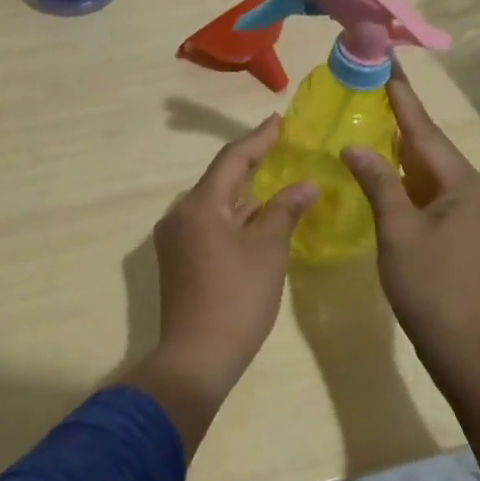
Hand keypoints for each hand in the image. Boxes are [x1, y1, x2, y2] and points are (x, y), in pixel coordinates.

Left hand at [142, 117, 315, 423]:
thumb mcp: (268, 251)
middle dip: (252, 164)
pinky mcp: (177, 259)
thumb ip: (285, 210)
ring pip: (214, 203)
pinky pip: (208, 223)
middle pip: (220, 179)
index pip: (233, 158)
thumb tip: (305, 185)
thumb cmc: (237, 299)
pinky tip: (256, 220)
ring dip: (245, 194)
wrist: (195, 359)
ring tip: (276, 182)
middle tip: (283, 149)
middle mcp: (180, 214)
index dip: (258, 138)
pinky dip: (234, 216)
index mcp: (200, 205)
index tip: (280, 121)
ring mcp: (174, 238)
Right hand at [341, 70, 479, 380]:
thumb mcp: (397, 231)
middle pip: (433, 151)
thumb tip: (355, 148)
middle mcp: (479, 192)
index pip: (426, 133)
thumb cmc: (430, 286)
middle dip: (403, 124)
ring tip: (377, 125)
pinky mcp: (470, 233)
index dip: (403, 100)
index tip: (388, 67)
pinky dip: (412, 183)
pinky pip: (437, 195)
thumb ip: (378, 183)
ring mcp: (478, 214)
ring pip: (434, 174)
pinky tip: (391, 174)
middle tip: (375, 92)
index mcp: (466, 185)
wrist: (466, 346)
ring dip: (406, 155)